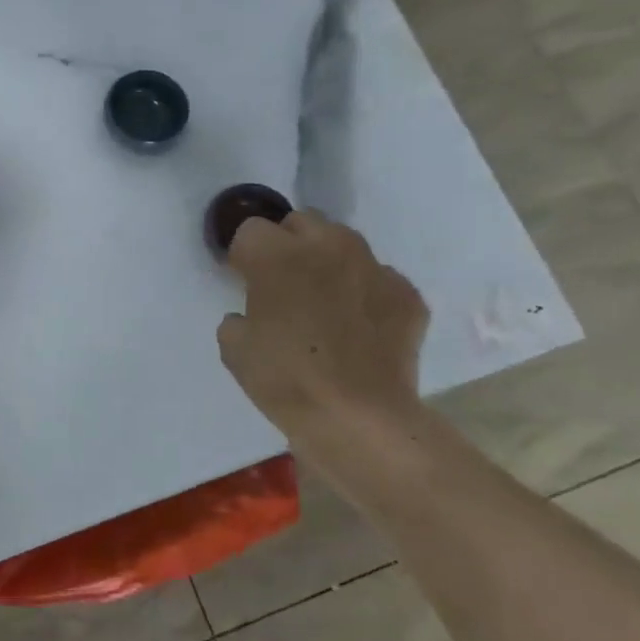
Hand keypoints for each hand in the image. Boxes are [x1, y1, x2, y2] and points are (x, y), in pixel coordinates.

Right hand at [216, 211, 428, 442]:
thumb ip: (239, 315)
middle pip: (301, 222)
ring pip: (344, 243)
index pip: (250, 230)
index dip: (243, 256)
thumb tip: (253, 314)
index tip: (243, 282)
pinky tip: (359, 327)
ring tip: (324, 301)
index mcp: (277, 255)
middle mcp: (327, 247)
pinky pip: (379, 279)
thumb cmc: (284, 378)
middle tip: (282, 284)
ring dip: (328, 262)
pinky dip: (365, 294)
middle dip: (287, 244)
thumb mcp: (233, 347)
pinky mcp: (407, 294)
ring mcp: (374, 267)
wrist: (359, 418)